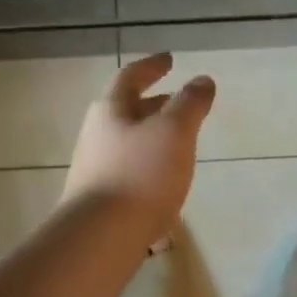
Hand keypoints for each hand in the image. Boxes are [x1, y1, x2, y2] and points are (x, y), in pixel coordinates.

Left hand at [62, 54, 215, 233]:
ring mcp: (94, 168)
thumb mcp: (174, 132)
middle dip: (153, 104)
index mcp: (111, 110)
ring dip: (151, 137)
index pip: (131, 77)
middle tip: (177, 101)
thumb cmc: (141, 174)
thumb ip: (190, 104)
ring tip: (177, 144)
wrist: (101, 237)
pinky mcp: (99, 199)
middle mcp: (96, 134)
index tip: (169, 60)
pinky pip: (128, 171)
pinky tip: (163, 183)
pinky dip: (148, 166)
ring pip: (127, 142)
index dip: (152, 66)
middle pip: (126, 110)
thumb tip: (202, 80)